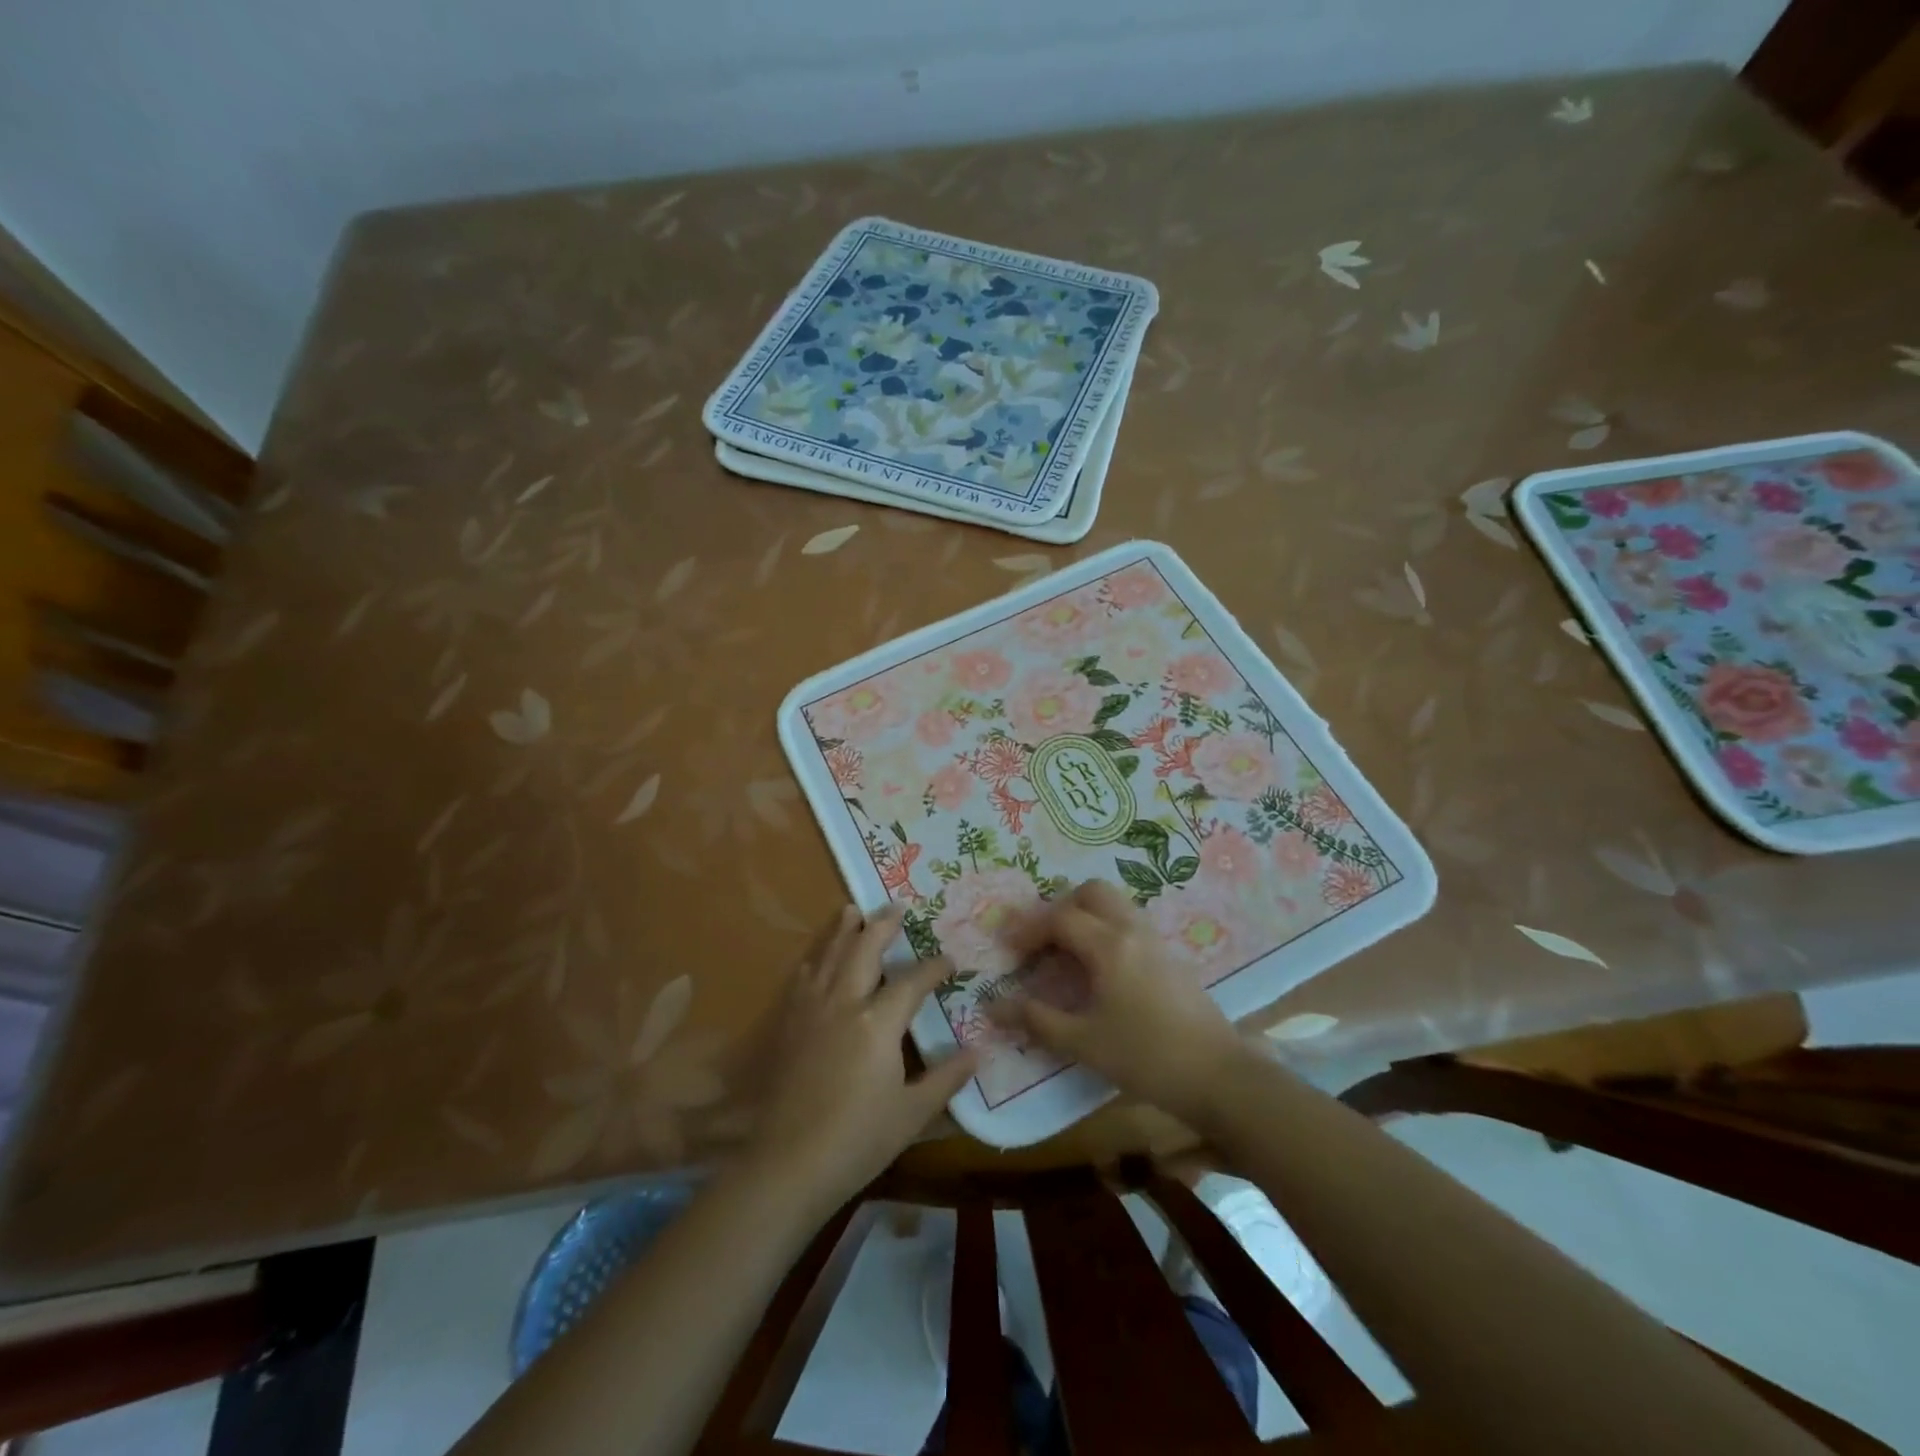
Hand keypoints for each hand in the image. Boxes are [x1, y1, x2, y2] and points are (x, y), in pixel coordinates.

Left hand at [744, 905, 977, 1215]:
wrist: (789, 1163)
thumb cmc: (858, 1140)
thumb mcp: (912, 1113)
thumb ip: (946, 1078)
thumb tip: (978, 1052)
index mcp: (878, 1022)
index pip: (913, 981)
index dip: (934, 967)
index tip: (950, 960)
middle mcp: (844, 1002)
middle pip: (864, 950)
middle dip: (883, 926)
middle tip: (896, 907)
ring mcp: (811, 1009)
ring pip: (829, 955)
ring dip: (843, 930)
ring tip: (852, 910)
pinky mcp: (788, 1023)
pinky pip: (802, 977)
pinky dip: (814, 958)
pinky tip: (816, 956)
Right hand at [991, 880, 1249, 1125]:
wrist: (1219, 1076)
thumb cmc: (1146, 1057)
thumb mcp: (1084, 1043)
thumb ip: (1037, 1020)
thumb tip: (994, 1006)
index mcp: (1109, 945)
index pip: (1060, 918)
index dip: (1029, 930)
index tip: (1010, 952)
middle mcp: (1132, 931)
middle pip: (1092, 892)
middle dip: (1060, 907)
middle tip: (1043, 941)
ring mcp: (1155, 941)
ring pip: (1115, 905)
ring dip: (1086, 916)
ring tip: (1067, 952)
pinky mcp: (1170, 957)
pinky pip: (1130, 923)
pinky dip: (1106, 929)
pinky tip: (1099, 969)